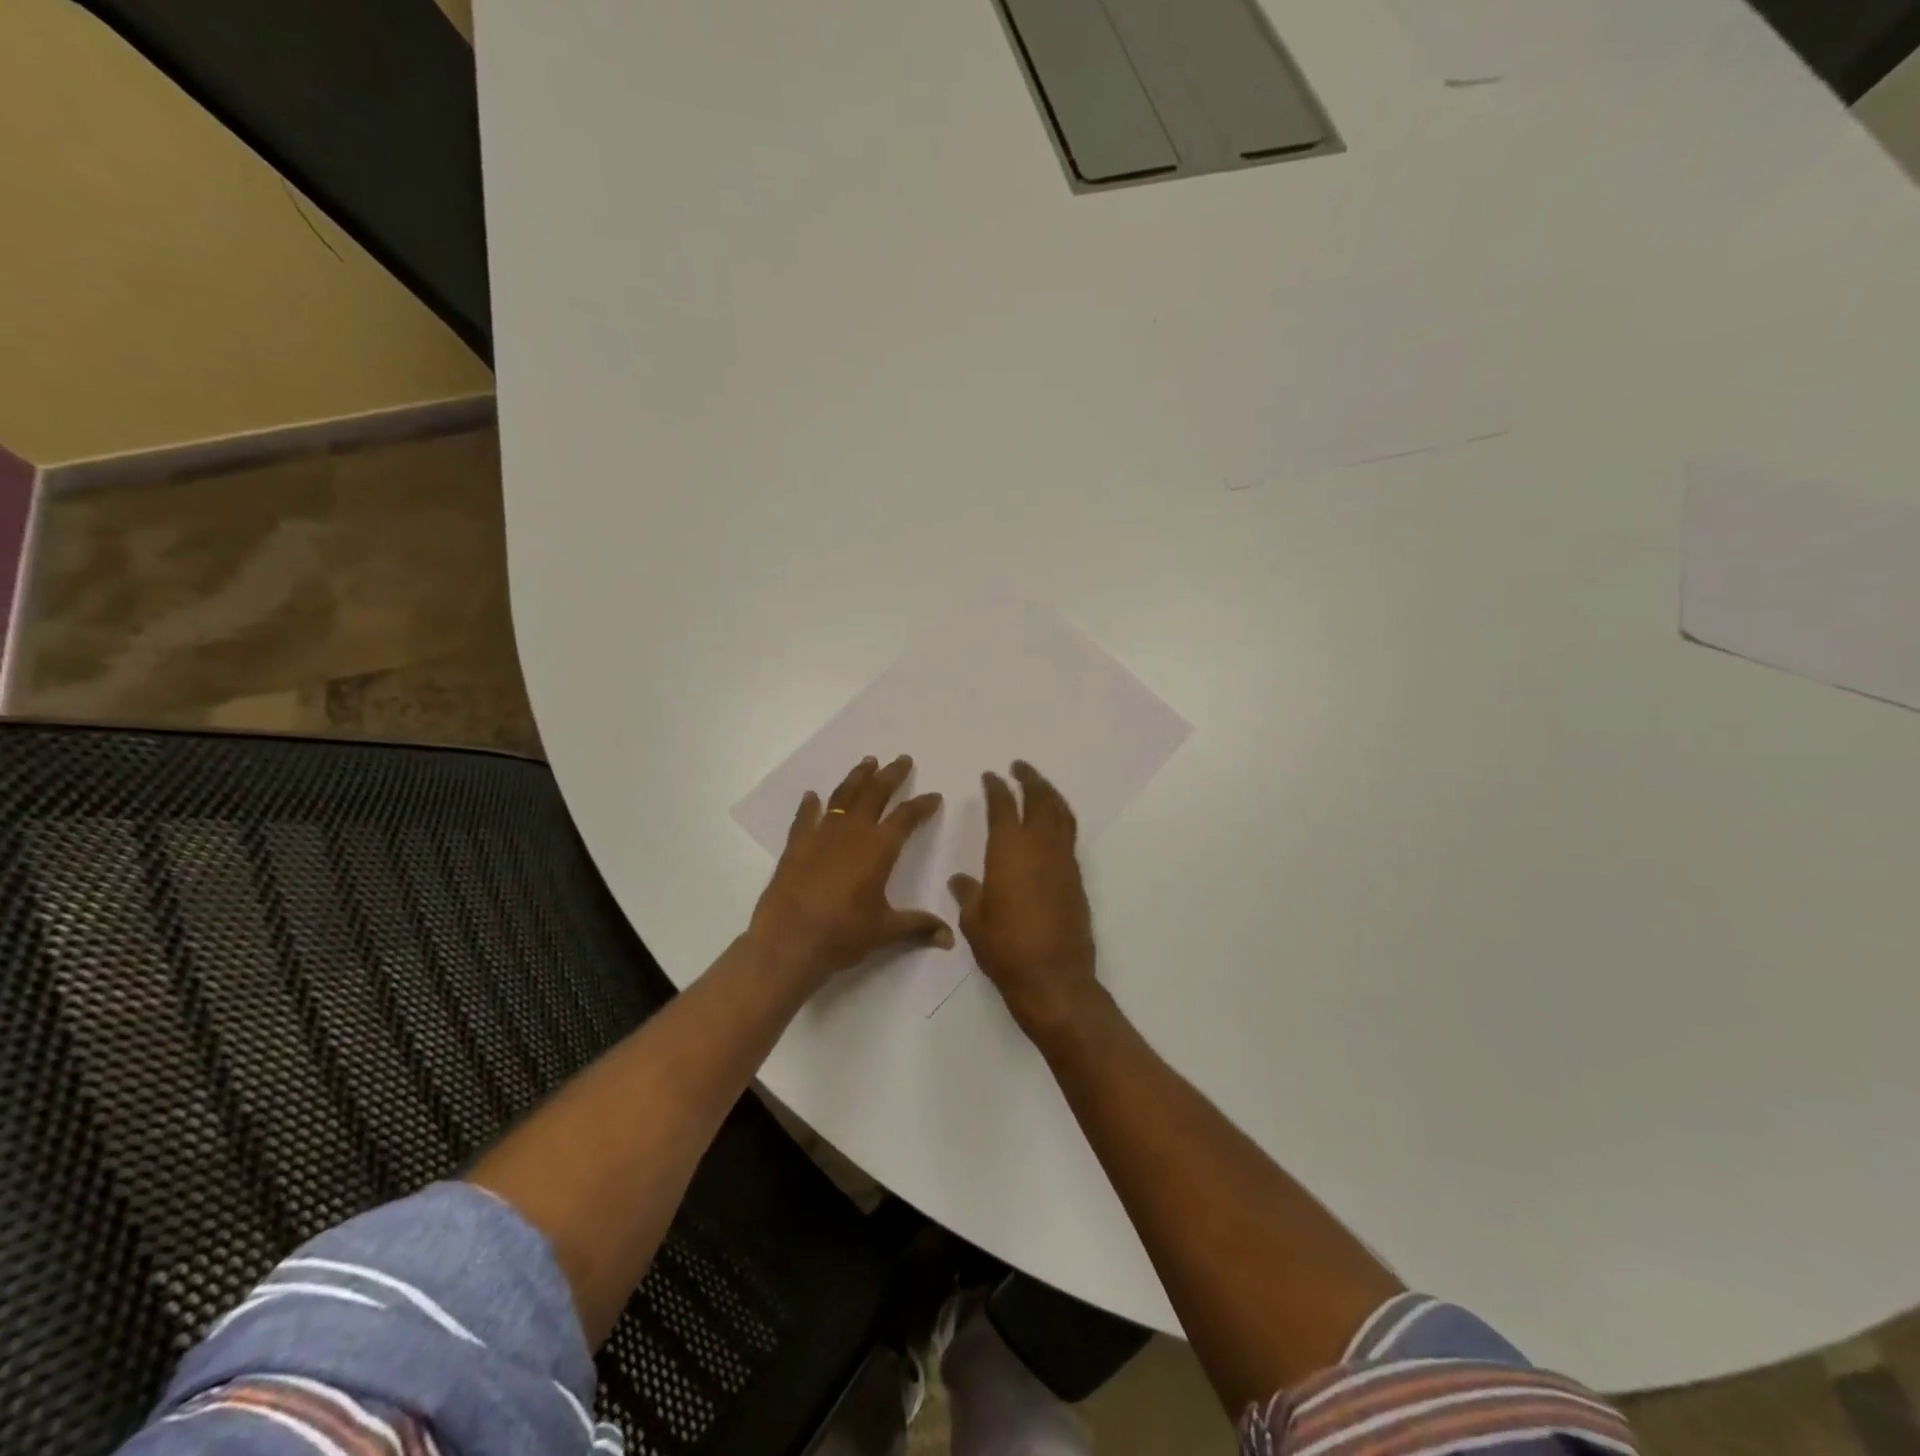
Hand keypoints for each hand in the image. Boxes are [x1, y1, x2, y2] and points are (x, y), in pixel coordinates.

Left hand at [748, 755, 952, 989]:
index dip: (922, 805)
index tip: (933, 795)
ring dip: (857, 778)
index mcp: (879, 848)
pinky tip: (812, 796)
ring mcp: (821, 834)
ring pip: (843, 796)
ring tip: (867, 762)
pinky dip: (810, 805)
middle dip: (891, 775)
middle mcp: (852, 832)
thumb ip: (918, 927)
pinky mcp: (796, 845)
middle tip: (902, 760)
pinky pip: (805, 817)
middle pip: (875, 793)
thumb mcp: (885, 931)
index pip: (906, 817)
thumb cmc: (842, 935)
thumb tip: (949, 939)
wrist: (788, 942)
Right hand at [948, 761, 1097, 1037]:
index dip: (996, 788)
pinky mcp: (1076, 880)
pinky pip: (1068, 837)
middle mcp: (1040, 848)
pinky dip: (1060, 820)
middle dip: (1030, 779)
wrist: (1054, 979)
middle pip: (1040, 800)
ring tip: (1039, 786)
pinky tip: (1050, 827)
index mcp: (1009, 851)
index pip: (1003, 807)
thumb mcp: (974, 922)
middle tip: (1019, 767)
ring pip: (1061, 815)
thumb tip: (961, 880)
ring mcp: (1063, 863)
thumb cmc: (1005, 948)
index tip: (991, 776)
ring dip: (1050, 795)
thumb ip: (968, 894)